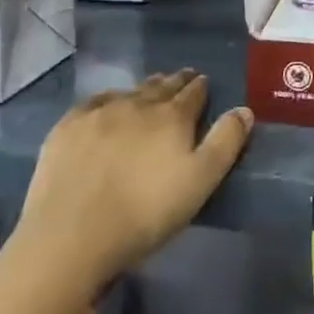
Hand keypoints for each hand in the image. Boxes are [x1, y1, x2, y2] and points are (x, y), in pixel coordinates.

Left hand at [20, 71, 252, 287]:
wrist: (72, 235)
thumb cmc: (145, 213)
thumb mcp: (200, 182)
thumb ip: (225, 143)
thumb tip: (244, 109)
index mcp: (172, 116)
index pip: (193, 93)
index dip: (201, 87)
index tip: (204, 82)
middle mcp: (138, 104)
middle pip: (162, 86)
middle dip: (175, 82)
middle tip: (182, 78)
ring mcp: (100, 112)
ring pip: (130, 91)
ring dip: (144, 88)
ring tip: (151, 88)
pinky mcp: (68, 127)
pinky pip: (94, 101)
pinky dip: (108, 98)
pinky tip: (108, 103)